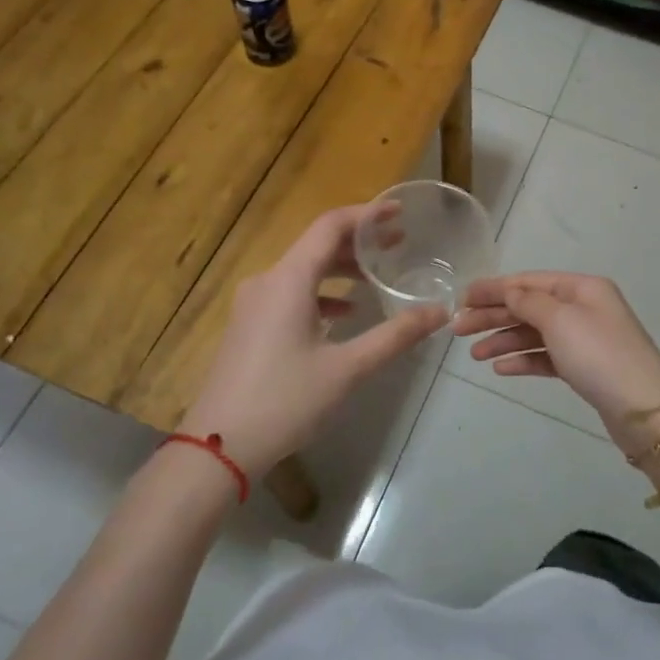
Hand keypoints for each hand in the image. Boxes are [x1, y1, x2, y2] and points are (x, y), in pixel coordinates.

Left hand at [181, 206, 447, 478]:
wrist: (219, 446)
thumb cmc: (286, 400)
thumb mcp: (347, 368)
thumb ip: (395, 335)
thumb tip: (439, 312)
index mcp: (289, 279)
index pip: (330, 226)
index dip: (367, 214)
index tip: (399, 212)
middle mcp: (267, 281)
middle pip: (316, 245)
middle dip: (359, 242)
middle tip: (398, 244)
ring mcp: (253, 304)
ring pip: (303, 271)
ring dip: (340, 268)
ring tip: (377, 276)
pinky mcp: (250, 325)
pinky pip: (290, 293)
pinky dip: (321, 293)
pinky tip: (344, 314)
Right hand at [454, 272, 659, 453]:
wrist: (644, 408)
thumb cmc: (599, 354)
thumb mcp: (560, 320)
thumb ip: (528, 302)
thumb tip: (509, 291)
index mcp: (582, 288)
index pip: (529, 281)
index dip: (494, 288)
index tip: (462, 297)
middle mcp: (584, 308)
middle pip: (529, 306)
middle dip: (494, 316)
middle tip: (457, 329)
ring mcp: (585, 339)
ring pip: (535, 333)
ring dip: (504, 340)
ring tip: (474, 355)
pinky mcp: (584, 368)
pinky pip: (546, 357)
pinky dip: (524, 360)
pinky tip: (501, 369)